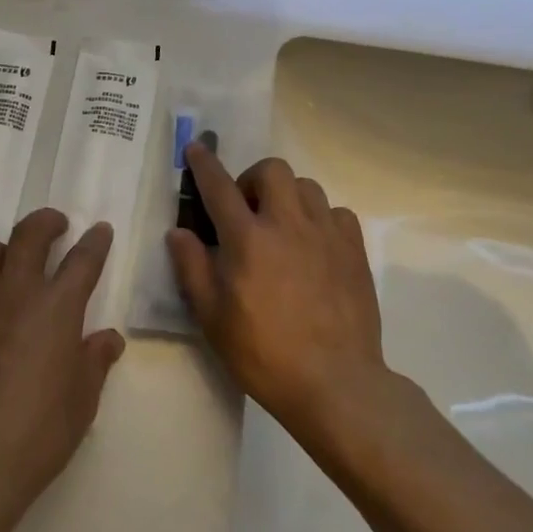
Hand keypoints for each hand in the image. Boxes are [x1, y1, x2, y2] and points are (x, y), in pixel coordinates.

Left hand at [0, 209, 124, 531]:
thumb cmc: (38, 432)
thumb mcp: (82, 401)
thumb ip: (95, 361)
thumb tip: (109, 338)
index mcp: (57, 307)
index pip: (82, 260)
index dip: (95, 241)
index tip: (100, 229)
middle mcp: (17, 293)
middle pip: (29, 235)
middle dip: (47, 222)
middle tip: (58, 224)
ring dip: (9, 246)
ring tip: (18, 259)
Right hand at [167, 145, 393, 440]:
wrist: (335, 383)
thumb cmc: (264, 353)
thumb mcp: (212, 317)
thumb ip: (192, 267)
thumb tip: (179, 232)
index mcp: (247, 239)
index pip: (219, 186)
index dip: (204, 164)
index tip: (196, 148)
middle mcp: (287, 224)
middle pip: (272, 170)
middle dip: (253, 178)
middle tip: (247, 209)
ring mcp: (325, 234)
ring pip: (307, 186)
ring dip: (288, 196)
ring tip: (282, 226)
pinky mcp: (353, 251)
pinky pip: (337, 212)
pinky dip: (321, 218)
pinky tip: (314, 245)